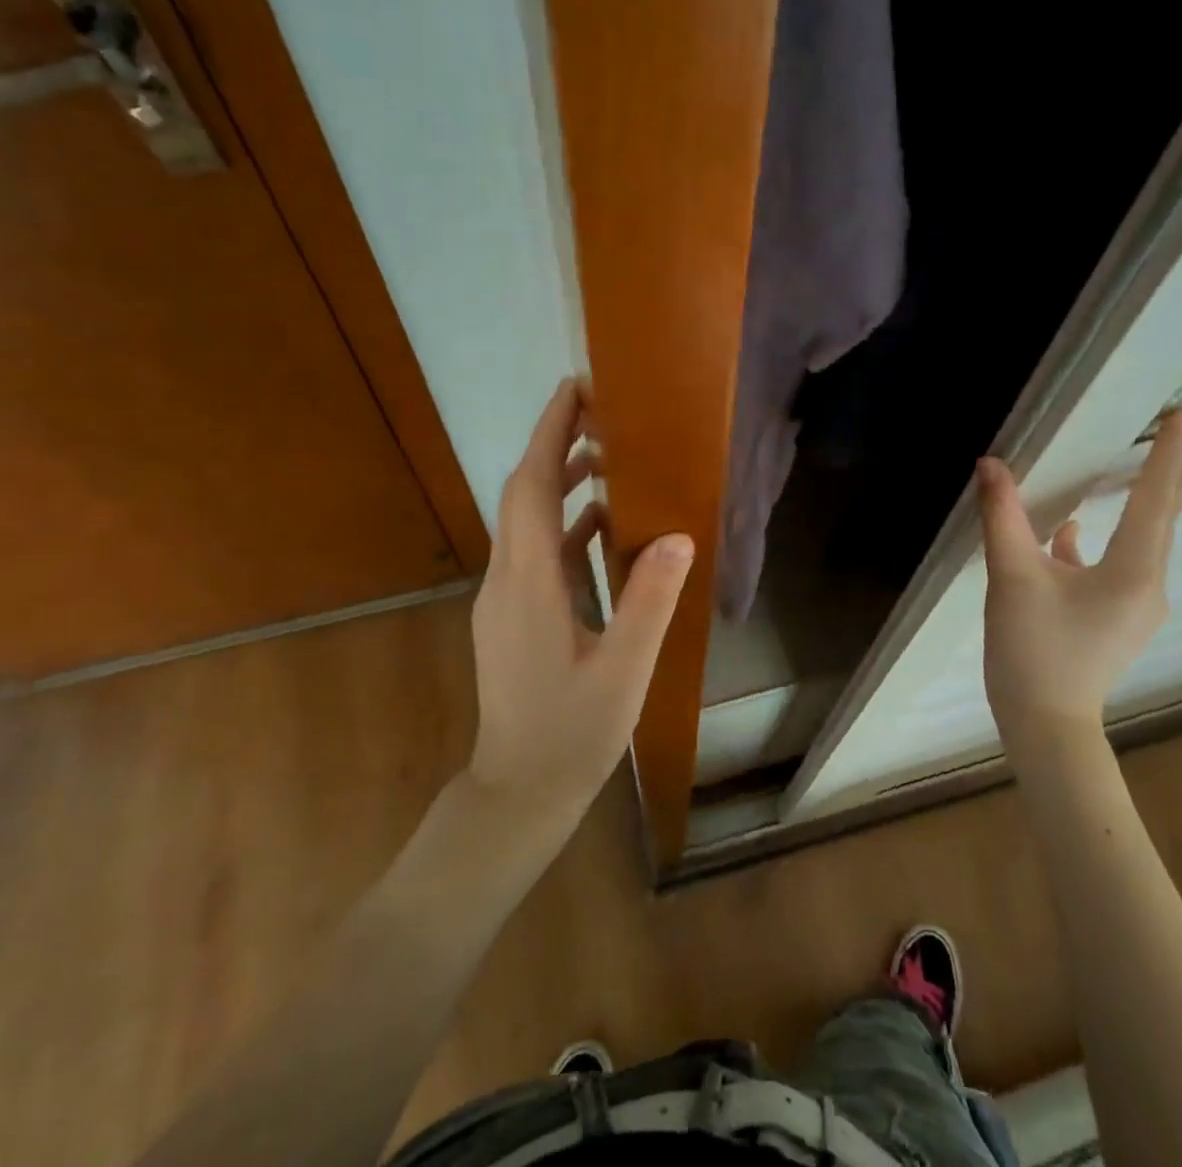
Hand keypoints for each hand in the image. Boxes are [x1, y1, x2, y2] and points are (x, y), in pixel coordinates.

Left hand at [467, 379, 694, 829]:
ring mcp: (503, 598)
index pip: (531, 488)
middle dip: (554, 446)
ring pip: (525, 521)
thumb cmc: (571, 734)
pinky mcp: (510, 615)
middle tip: (600, 413)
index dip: (549, 435)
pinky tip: (599, 528)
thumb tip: (678, 537)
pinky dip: (562, 525)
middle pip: (522, 494)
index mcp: (528, 584)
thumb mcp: (623, 671)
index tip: (574, 391)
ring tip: (606, 459)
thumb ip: (648, 603)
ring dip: (558, 483)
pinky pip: (533, 551)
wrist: (518, 791)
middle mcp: (505, 580)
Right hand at [975, 410, 1181, 753]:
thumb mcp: (1012, 577)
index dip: (1163, 454)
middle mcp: (1148, 585)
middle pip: (1161, 520)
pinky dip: (1101, 542)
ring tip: (1142, 475)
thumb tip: (991, 465)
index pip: (1154, 499)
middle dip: (1170, 477)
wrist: (1045, 723)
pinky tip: (1069, 534)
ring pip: (1141, 543)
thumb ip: (1004, 516)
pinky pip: (1118, 567)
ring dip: (1141, 507)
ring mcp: (1135, 607)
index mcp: (1133, 571)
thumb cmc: (1033, 650)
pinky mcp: (1115, 620)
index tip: (1179, 416)